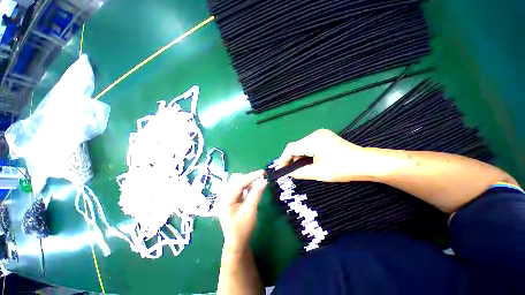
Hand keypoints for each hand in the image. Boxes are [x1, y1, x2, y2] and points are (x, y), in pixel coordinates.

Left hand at [215, 170, 266, 251]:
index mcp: (225, 199)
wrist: (237, 242)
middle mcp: (223, 195)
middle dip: (249, 178)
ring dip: (248, 181)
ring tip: (258, 183)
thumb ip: (256, 194)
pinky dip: (246, 186)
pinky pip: (238, 187)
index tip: (263, 172)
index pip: (239, 183)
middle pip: (236, 180)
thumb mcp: (250, 211)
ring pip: (237, 181)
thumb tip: (264, 180)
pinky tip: (253, 188)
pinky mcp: (229, 198)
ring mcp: (225, 196)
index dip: (252, 176)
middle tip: (261, 178)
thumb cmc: (243, 229)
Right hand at [276, 129, 367, 181]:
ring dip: (298, 156)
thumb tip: (286, 173)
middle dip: (291, 158)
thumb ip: (299, 172)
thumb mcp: (318, 173)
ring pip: (302, 145)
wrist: (365, 163)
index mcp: (313, 140)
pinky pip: (309, 144)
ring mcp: (320, 134)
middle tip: (289, 170)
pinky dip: (305, 153)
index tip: (280, 169)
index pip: (291, 148)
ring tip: (297, 167)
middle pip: (296, 146)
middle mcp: (315, 134)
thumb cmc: (342, 169)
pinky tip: (306, 161)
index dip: (283, 159)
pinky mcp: (324, 137)